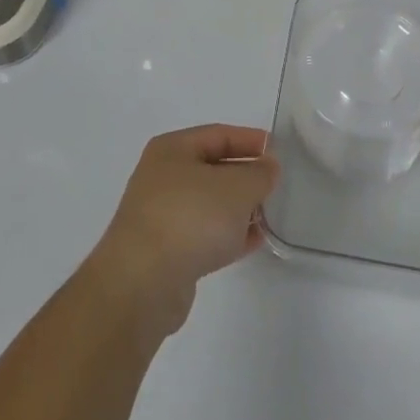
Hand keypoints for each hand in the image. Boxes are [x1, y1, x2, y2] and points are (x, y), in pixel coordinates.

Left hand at [88, 124, 278, 335]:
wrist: (142, 284)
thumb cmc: (190, 218)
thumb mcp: (237, 188)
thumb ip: (259, 174)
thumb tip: (268, 167)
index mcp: (172, 149)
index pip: (218, 135)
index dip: (249, 140)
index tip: (277, 151)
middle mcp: (162, 177)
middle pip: (213, 169)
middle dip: (245, 176)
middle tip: (275, 184)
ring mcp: (161, 216)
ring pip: (209, 204)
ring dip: (238, 208)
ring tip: (268, 214)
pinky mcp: (165, 252)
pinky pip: (204, 234)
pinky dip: (227, 234)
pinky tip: (252, 241)